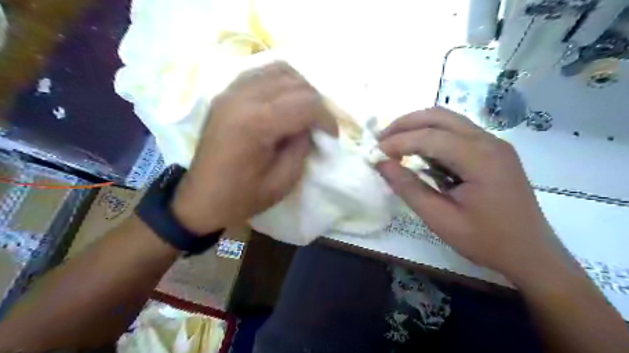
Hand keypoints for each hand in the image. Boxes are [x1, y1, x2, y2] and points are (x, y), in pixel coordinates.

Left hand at [170, 62, 335, 235]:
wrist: (202, 199)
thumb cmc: (243, 196)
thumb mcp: (283, 180)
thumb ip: (302, 146)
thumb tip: (309, 126)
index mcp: (255, 123)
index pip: (305, 103)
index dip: (326, 118)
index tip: (332, 135)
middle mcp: (242, 98)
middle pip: (295, 83)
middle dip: (316, 103)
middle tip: (320, 125)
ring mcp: (231, 91)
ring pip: (280, 70)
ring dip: (300, 89)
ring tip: (305, 111)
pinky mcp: (226, 93)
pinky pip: (261, 73)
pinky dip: (280, 82)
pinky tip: (285, 101)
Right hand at [378, 107, 570, 284]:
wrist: (531, 254)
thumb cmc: (487, 241)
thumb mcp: (440, 219)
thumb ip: (409, 188)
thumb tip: (382, 164)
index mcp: (481, 158)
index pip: (430, 137)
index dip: (398, 142)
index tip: (375, 153)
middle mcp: (489, 142)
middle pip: (439, 116)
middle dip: (405, 124)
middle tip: (381, 141)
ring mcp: (493, 144)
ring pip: (448, 120)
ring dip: (418, 127)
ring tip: (395, 144)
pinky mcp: (492, 151)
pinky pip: (456, 133)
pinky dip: (432, 137)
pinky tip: (419, 153)